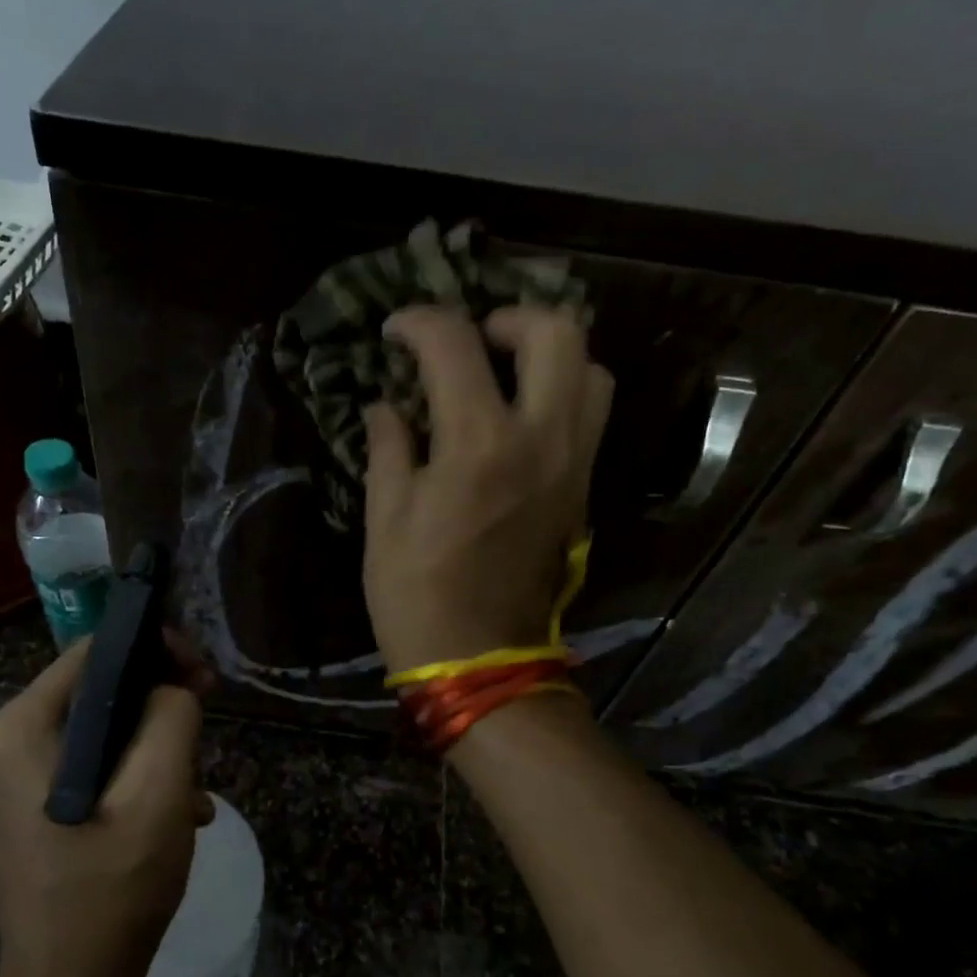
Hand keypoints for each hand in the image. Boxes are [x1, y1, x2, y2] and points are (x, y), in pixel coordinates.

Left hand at [0, 640, 207, 976]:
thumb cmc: (112, 889)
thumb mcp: (159, 793)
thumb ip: (172, 717)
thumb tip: (173, 688)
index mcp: (23, 727)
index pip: (96, 650)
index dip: (157, 650)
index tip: (204, 679)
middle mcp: (7, 742)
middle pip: (100, 691)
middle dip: (161, 707)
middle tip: (206, 733)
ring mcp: (15, 779)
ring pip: (103, 731)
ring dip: (155, 751)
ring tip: (193, 793)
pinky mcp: (32, 808)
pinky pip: (93, 768)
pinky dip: (136, 779)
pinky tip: (176, 817)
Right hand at [363, 304, 614, 673]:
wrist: (479, 659)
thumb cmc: (417, 593)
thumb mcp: (385, 519)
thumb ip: (389, 448)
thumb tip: (386, 406)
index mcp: (479, 443)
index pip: (455, 344)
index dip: (419, 322)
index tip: (395, 331)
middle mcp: (541, 439)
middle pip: (557, 332)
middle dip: (509, 317)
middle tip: (471, 340)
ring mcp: (573, 465)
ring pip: (591, 371)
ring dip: (548, 355)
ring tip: (504, 372)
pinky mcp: (582, 491)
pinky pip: (589, 417)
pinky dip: (560, 394)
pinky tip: (518, 415)